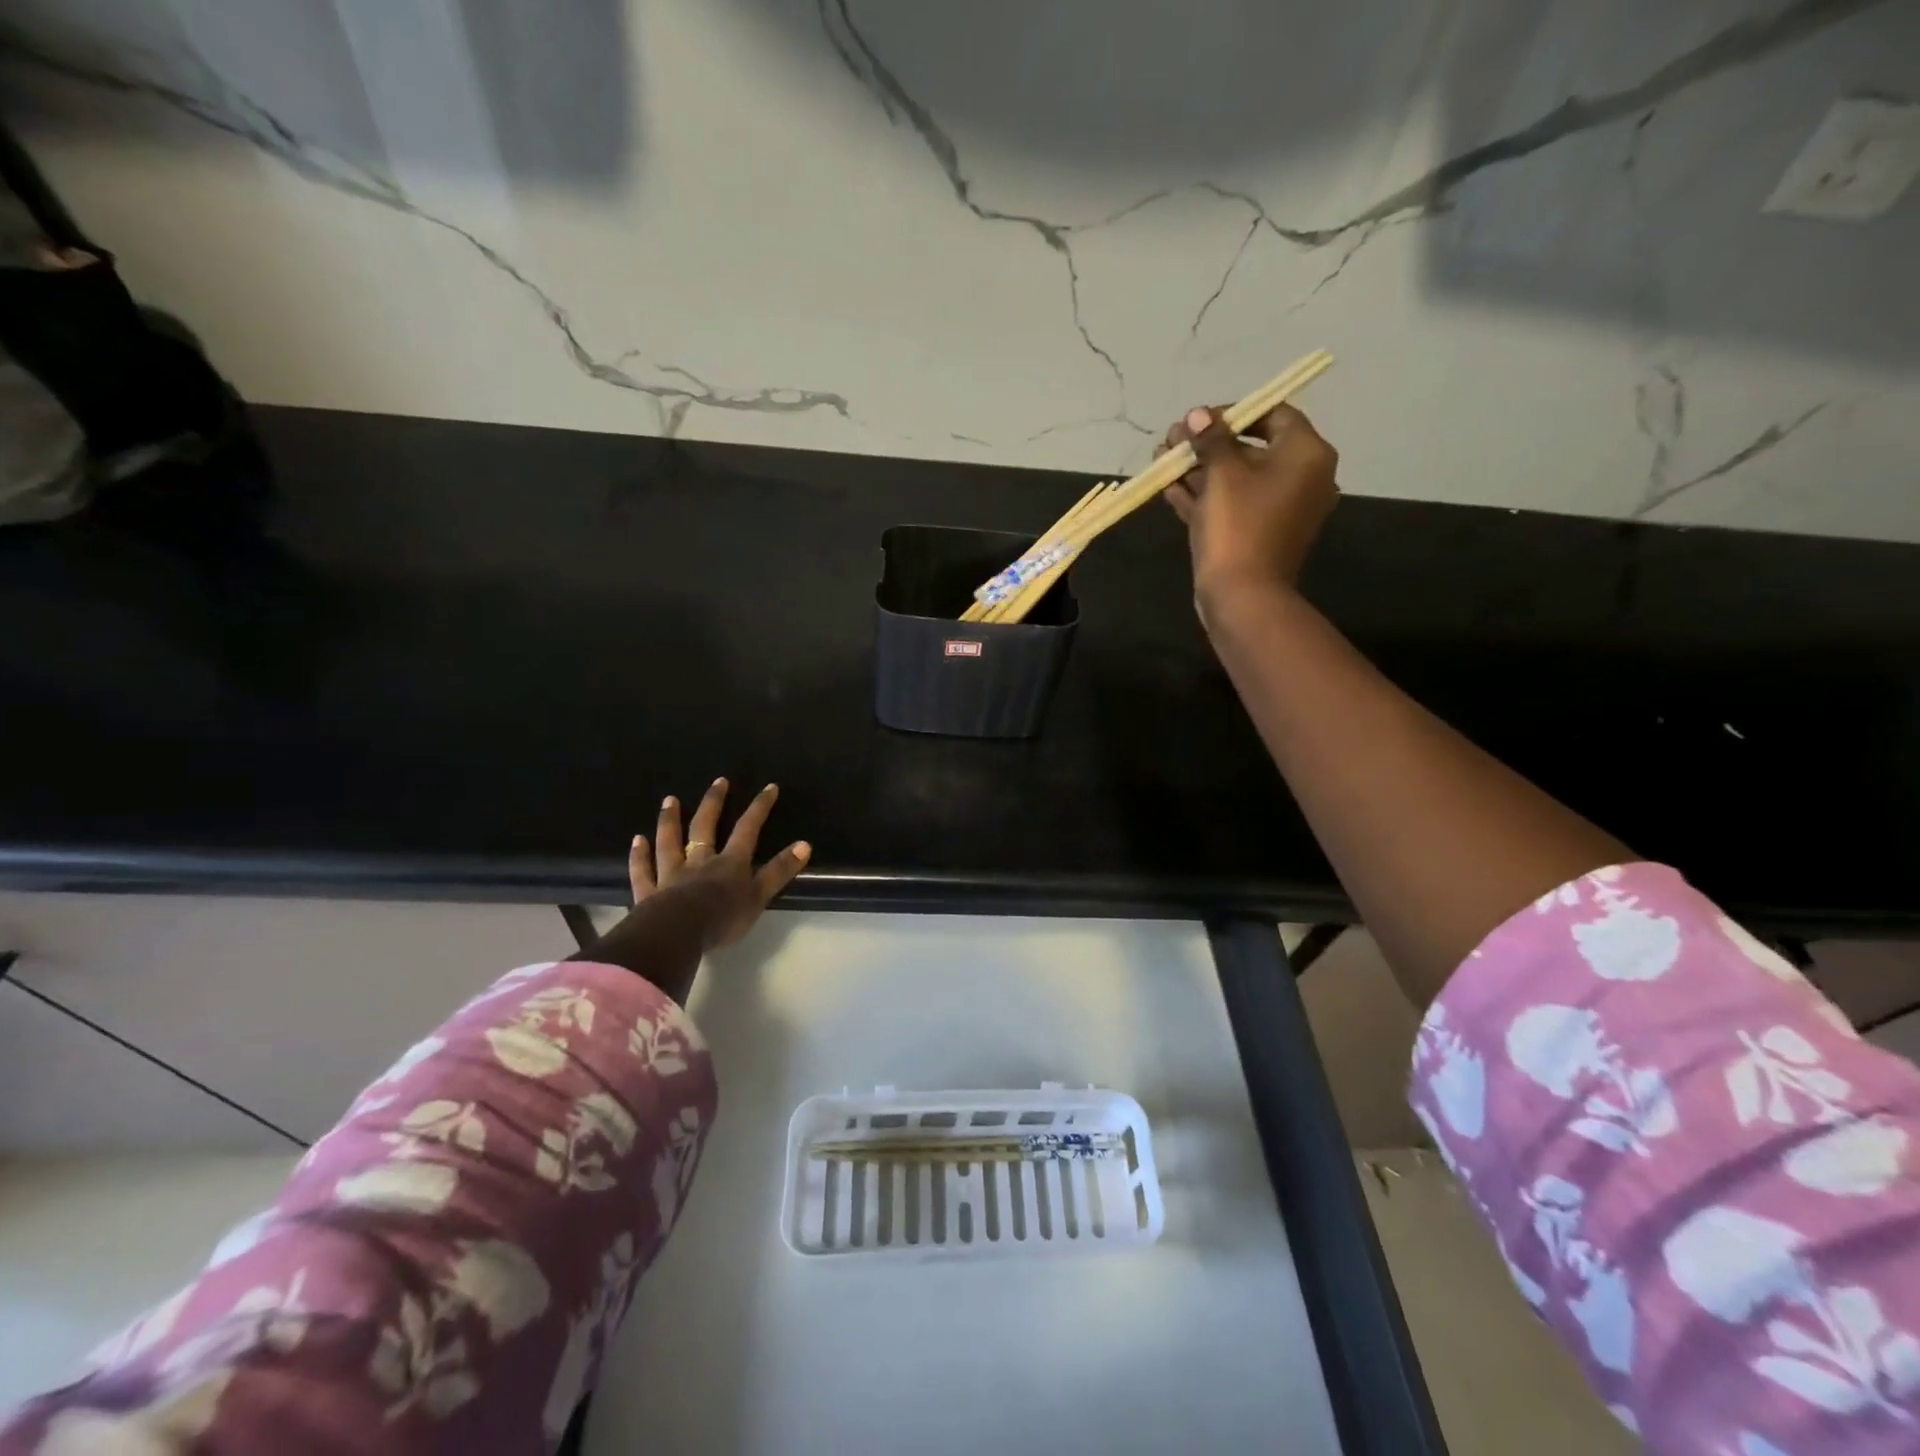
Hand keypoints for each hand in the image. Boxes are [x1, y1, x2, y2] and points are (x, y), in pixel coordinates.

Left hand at [631, 778, 810, 949]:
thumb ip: (779, 871)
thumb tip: (805, 844)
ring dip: (670, 820)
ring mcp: (671, 875)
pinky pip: (643, 870)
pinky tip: (637, 840)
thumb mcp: (759, 896)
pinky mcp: (648, 894)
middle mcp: (700, 862)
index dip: (760, 808)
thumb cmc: (722, 918)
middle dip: (714, 803)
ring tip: (670, 800)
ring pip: (670, 842)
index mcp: (729, 864)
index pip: (748, 830)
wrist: (677, 934)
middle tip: (718, 781)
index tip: (769, 787)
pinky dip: (640, 855)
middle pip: (705, 828)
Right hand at [1158, 402, 1338, 607]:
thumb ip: (1210, 439)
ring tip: (1161, 460)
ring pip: (1236, 479)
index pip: (1272, 415)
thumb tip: (1197, 414)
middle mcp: (1301, 477)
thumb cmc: (1238, 526)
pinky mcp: (1258, 534)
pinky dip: (1204, 496)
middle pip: (1251, 448)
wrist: (1243, 596)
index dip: (1231, 413)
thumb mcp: (1221, 474)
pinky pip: (1232, 505)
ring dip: (1199, 469)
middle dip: (1207, 444)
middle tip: (1171, 440)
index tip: (1197, 421)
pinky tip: (1169, 488)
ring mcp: (1279, 510)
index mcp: (1305, 454)